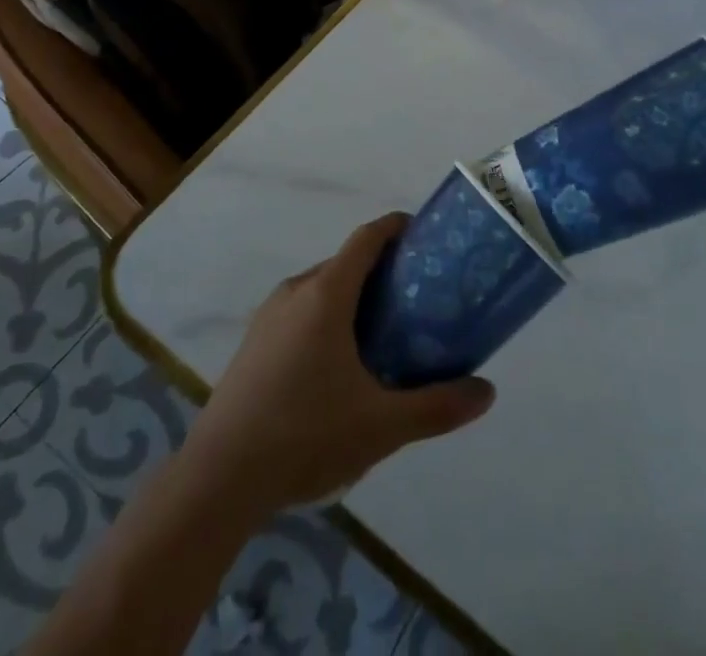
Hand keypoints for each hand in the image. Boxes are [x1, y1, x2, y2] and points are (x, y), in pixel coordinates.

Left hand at [180, 214, 495, 515]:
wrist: (218, 478)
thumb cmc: (305, 435)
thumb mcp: (381, 425)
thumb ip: (437, 406)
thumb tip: (487, 392)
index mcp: (326, 294)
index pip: (366, 238)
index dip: (395, 227)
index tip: (423, 234)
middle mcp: (295, 291)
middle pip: (345, 263)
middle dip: (381, 271)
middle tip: (415, 297)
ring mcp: (268, 316)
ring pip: (320, 289)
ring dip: (352, 298)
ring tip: (383, 333)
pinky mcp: (252, 343)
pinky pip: (299, 313)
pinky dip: (326, 319)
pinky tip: (338, 366)